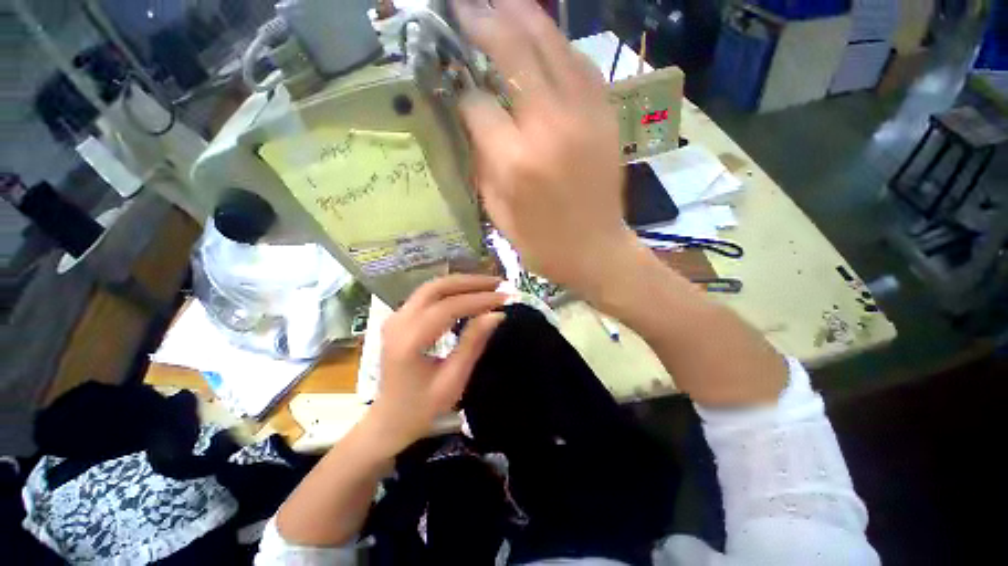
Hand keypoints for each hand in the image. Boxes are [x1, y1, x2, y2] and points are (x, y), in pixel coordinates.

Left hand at [367, 275, 505, 453]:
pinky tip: (468, 293)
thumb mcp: (453, 380)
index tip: (504, 298)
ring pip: (432, 287)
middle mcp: (398, 321)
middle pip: (437, 287)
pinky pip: (428, 295)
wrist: (389, 419)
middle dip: (470, 282)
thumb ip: (473, 343)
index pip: (448, 307)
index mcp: (409, 341)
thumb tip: (497, 315)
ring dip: (462, 283)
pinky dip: (451, 290)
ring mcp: (395, 317)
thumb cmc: (422, 407)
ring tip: (488, 285)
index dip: (479, 300)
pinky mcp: (399, 318)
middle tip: (498, 284)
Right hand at [455, 0, 636, 297]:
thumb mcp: (499, 215)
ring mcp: (583, 116)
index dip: (461, 93)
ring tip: (499, 2)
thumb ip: (482, 167)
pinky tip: (543, 38)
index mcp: (516, 161)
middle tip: (464, 6)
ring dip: (522, 16)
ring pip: (551, 45)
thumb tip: (472, 126)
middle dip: (484, 22)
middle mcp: (549, 127)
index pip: (476, 104)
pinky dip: (558, 46)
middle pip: (514, 51)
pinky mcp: (605, 117)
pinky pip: (580, 65)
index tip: (454, 89)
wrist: (597, 251)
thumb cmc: (544, 245)